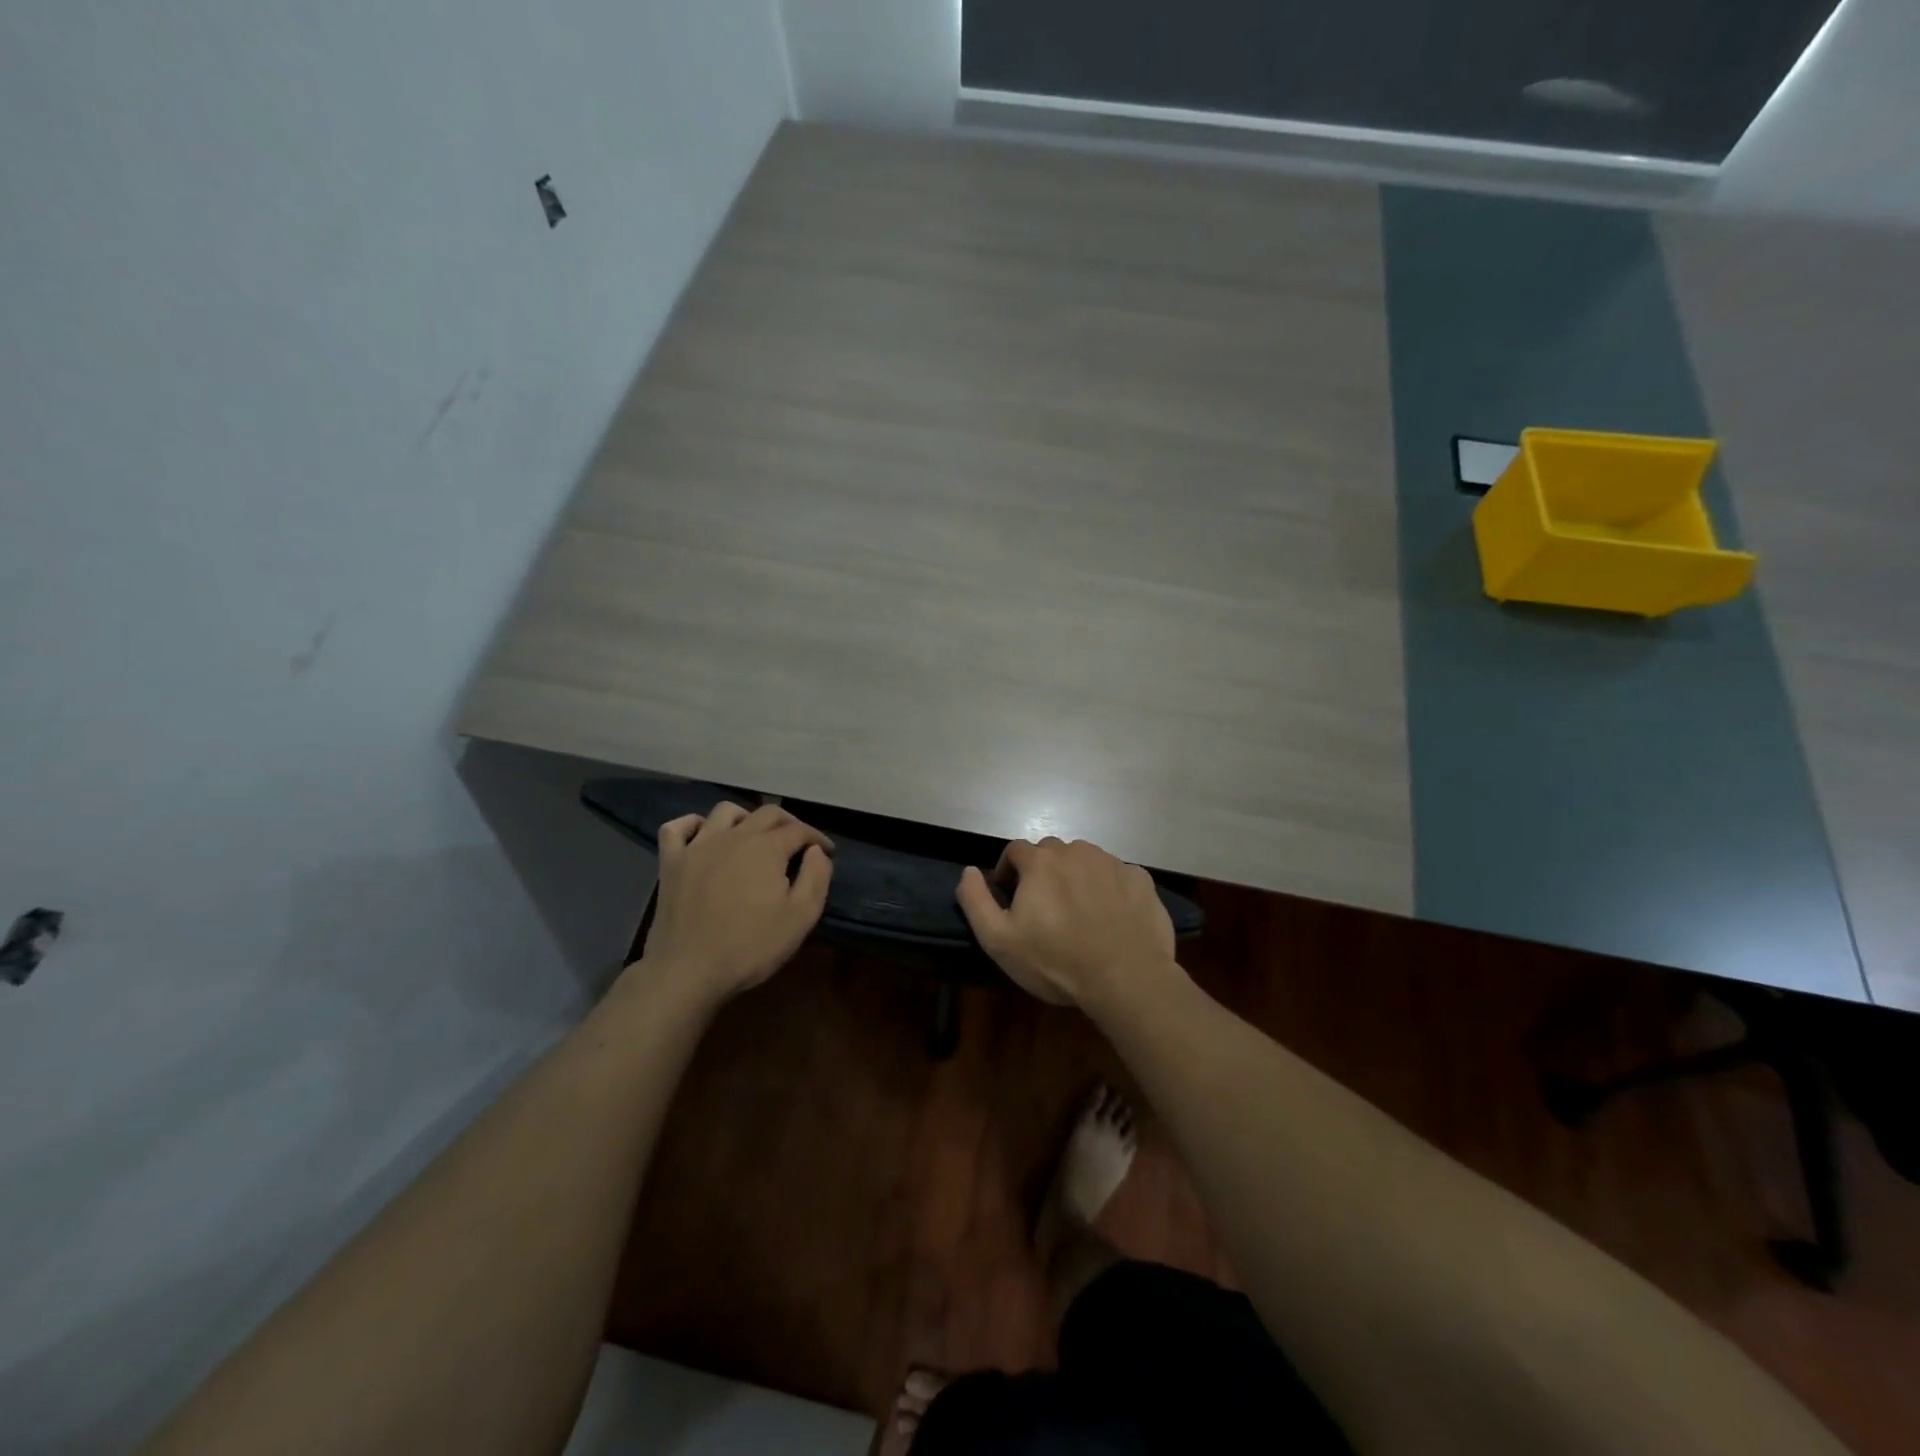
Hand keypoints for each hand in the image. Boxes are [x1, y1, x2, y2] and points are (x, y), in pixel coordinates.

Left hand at [638, 801, 832, 1001]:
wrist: (688, 971)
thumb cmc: (750, 946)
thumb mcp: (801, 917)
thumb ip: (816, 877)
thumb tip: (816, 851)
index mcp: (767, 848)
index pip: (799, 830)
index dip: (817, 838)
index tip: (827, 852)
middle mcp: (734, 836)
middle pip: (767, 813)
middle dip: (789, 823)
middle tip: (798, 843)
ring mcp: (698, 846)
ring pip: (725, 811)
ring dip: (746, 818)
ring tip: (754, 838)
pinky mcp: (671, 862)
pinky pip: (677, 828)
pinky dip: (692, 824)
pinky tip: (702, 836)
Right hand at [954, 838, 1176, 1009]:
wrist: (1126, 978)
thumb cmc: (1056, 961)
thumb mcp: (999, 940)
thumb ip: (975, 900)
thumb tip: (968, 871)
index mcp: (1040, 861)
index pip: (1015, 850)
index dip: (1008, 871)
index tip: (1010, 897)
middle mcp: (1076, 851)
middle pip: (1051, 852)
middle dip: (1042, 872)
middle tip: (1044, 907)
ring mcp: (1112, 862)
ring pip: (1085, 860)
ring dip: (1076, 877)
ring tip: (1079, 911)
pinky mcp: (1140, 879)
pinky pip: (1117, 875)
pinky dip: (1109, 888)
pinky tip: (1110, 917)